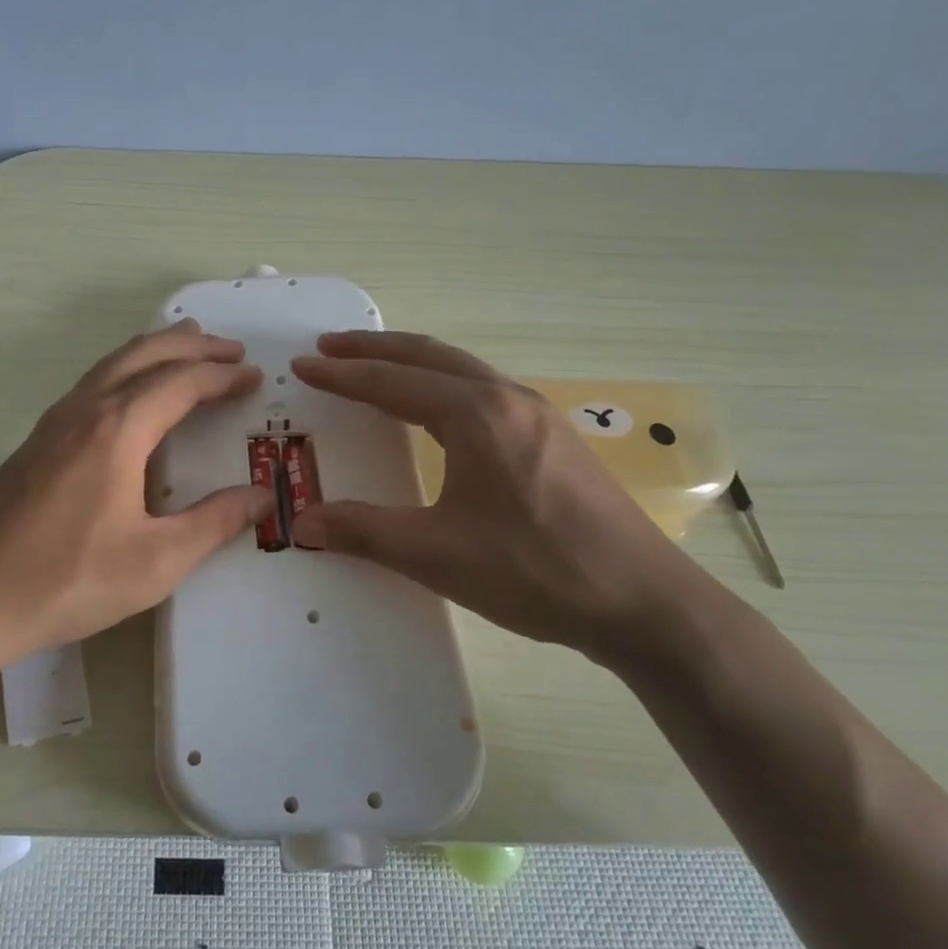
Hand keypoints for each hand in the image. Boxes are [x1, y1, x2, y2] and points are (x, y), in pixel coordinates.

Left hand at [0, 321, 274, 669]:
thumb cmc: (66, 580)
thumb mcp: (156, 562)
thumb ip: (215, 524)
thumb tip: (263, 495)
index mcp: (118, 429)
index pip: (181, 382)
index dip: (222, 375)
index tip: (254, 375)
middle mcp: (85, 410)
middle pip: (145, 355)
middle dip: (192, 346)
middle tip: (230, 349)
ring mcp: (53, 422)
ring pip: (112, 364)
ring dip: (155, 351)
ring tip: (187, 347)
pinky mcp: (35, 442)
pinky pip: (92, 384)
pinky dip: (126, 371)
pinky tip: (131, 395)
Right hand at [290, 331, 706, 661]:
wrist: (644, 602)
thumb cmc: (535, 570)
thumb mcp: (437, 554)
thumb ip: (364, 531)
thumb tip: (302, 522)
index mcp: (475, 415)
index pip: (392, 382)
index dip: (342, 374)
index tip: (304, 364)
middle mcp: (507, 398)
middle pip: (428, 355)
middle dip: (374, 348)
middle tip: (330, 346)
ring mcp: (538, 414)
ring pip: (460, 369)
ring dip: (412, 362)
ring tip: (375, 368)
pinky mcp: (554, 437)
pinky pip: (484, 389)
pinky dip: (443, 383)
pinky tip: (439, 409)